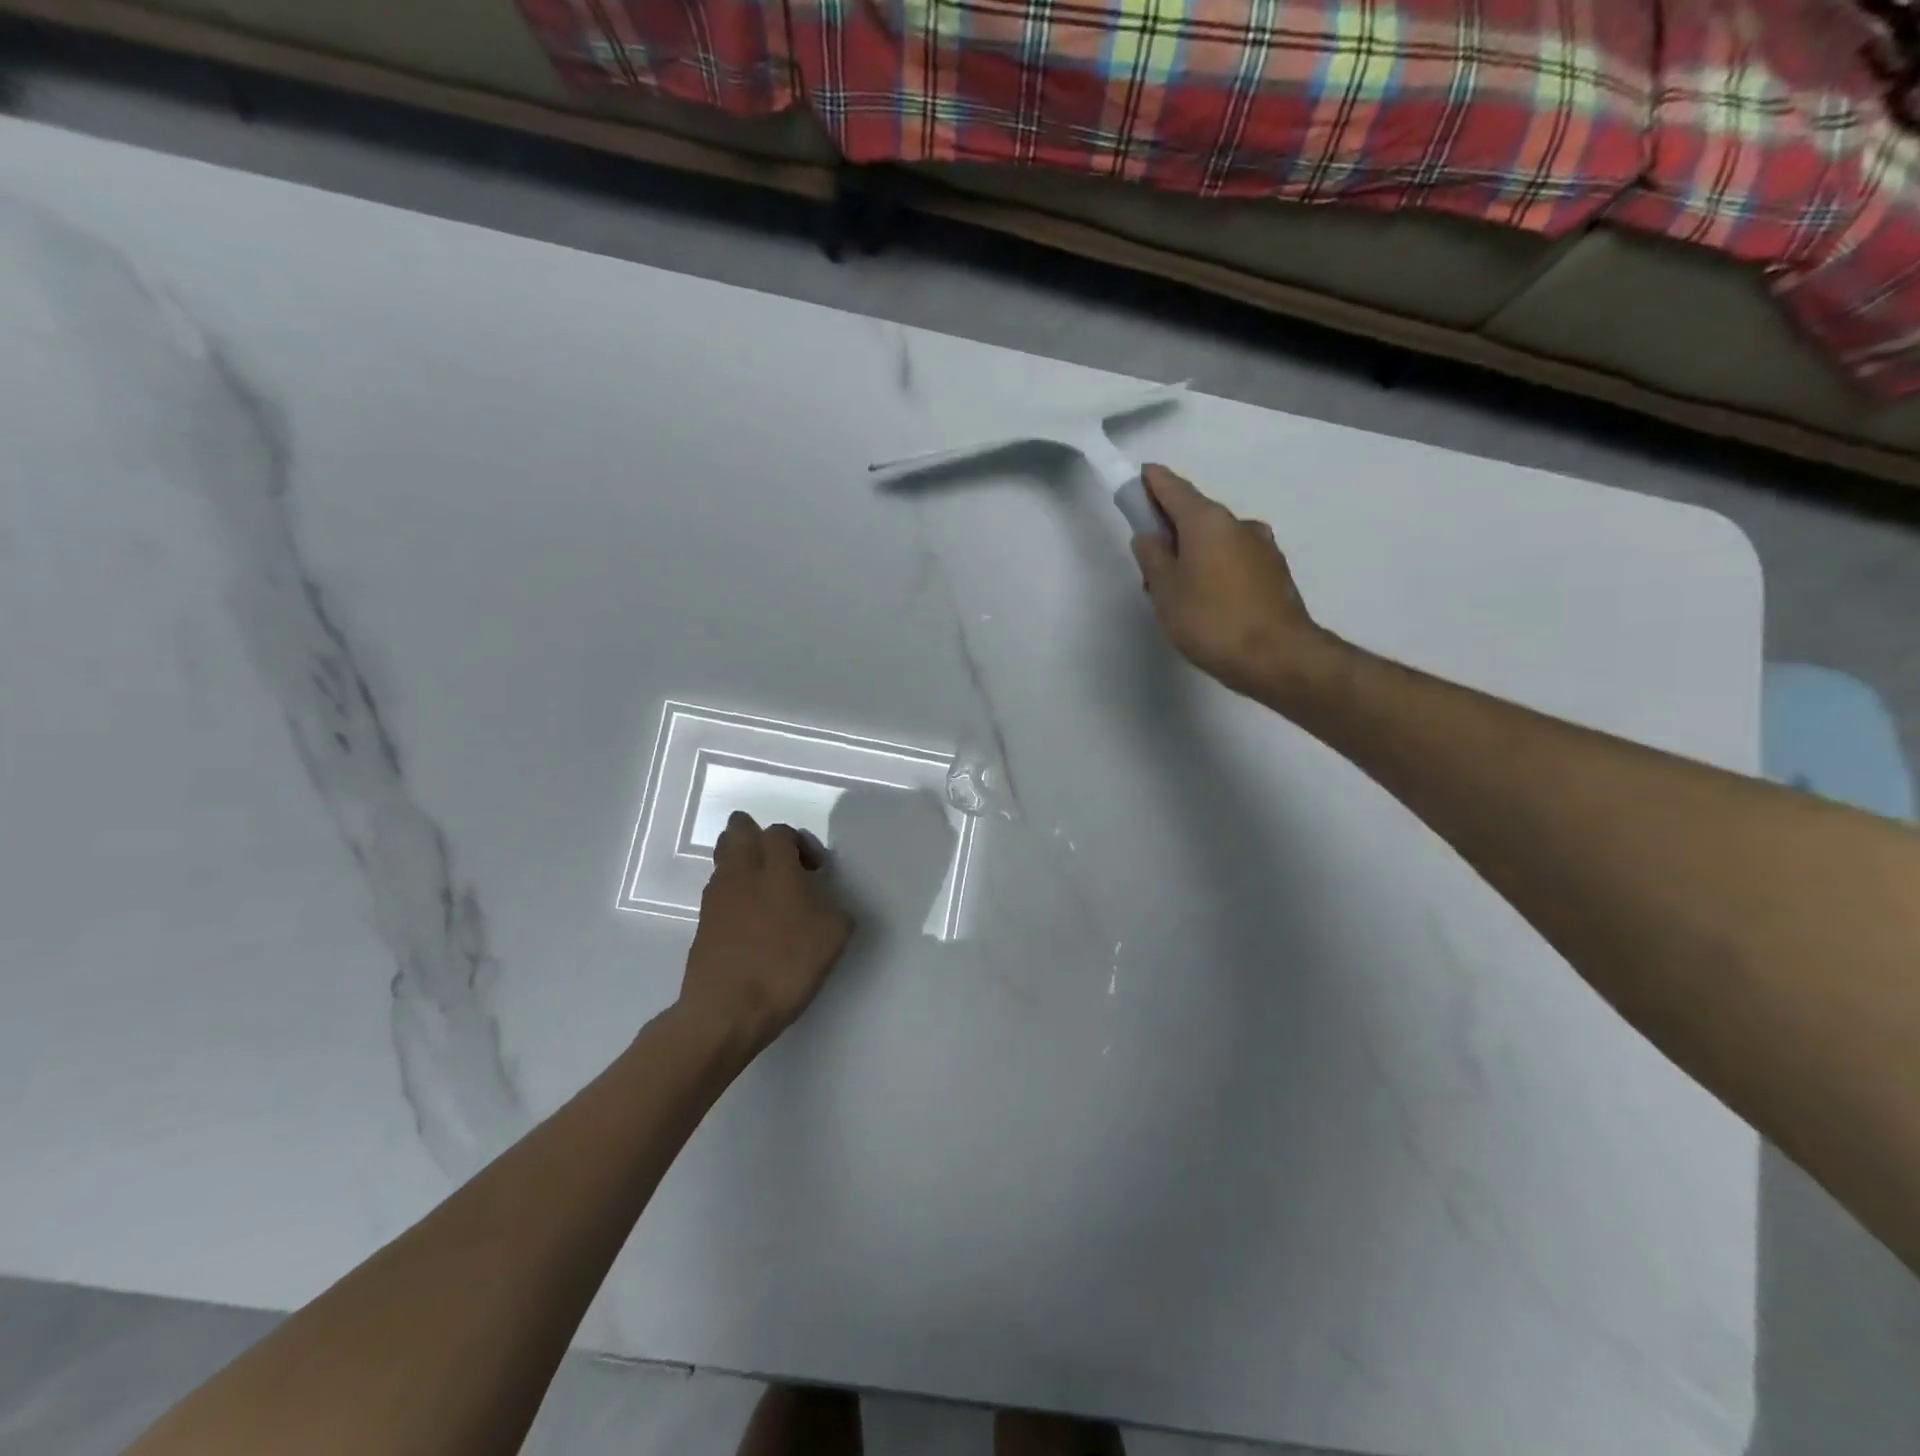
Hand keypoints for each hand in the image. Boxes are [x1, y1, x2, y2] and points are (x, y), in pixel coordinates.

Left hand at [680, 813, 853, 1052]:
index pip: (780, 832)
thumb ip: (834, 908)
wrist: (726, 1010)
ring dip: (744, 864)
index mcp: (774, 867)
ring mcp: (716, 898)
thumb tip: (825, 904)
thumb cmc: (786, 964)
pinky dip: (736, 894)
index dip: (801, 843)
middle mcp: (740, 872)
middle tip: (781, 862)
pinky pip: (719, 892)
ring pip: (724, 860)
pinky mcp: (703, 924)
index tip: (816, 871)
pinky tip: (754, 921)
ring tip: (768, 892)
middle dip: (758, 836)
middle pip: (738, 832)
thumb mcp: (834, 935)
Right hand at [1131, 464, 1333, 702]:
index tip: (1139, 478)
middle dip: (1171, 527)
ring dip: (1195, 552)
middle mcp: (1238, 524)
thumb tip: (1149, 536)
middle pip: (1196, 515)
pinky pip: (1234, 560)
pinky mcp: (1274, 573)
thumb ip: (1152, 557)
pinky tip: (1208, 599)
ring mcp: (1262, 548)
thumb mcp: (1165, 590)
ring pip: (1217, 540)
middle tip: (1150, 557)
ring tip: (1179, 589)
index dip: (1153, 482)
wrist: (1277, 657)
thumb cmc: (1210, 619)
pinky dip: (1216, 568)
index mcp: (1208, 521)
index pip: (1174, 488)